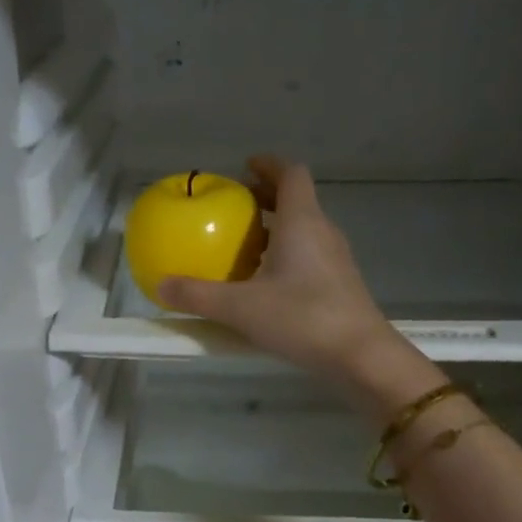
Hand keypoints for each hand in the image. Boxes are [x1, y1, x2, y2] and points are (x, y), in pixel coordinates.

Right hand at [157, 155, 402, 389]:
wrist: (359, 356)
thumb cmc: (301, 318)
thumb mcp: (240, 308)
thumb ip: (198, 296)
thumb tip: (161, 288)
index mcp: (302, 221)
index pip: (290, 174)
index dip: (268, 165)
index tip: (246, 167)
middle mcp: (323, 232)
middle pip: (297, 200)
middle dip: (267, 198)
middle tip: (237, 208)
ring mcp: (336, 260)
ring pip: (305, 230)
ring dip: (278, 229)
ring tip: (247, 247)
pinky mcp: (340, 286)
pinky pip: (310, 256)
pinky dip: (288, 256)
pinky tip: (267, 284)